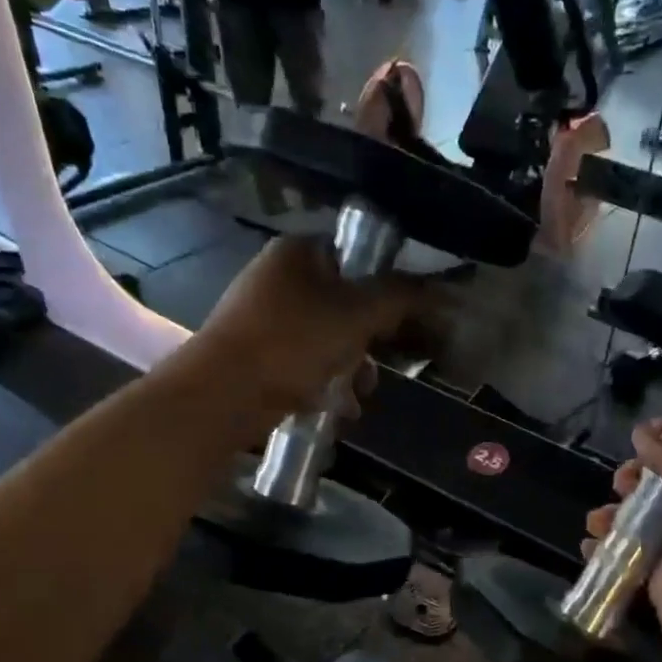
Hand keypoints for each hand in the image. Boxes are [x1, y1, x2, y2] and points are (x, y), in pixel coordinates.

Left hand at [194, 235, 425, 423]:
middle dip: (369, 342)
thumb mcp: (356, 315)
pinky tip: (336, 409)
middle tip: (381, 365)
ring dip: (351, 369)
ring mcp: (264, 318)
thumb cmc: (292, 343)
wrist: (222, 395)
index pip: (356, 257)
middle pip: (346, 304)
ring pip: (328, 339)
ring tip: (356, 397)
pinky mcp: (258, 355)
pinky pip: (306, 363)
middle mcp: (278, 277)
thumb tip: (438, 287)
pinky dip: (324, 384)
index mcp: (298, 253)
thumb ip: (399, 297)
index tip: (403, 322)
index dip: (385, 288)